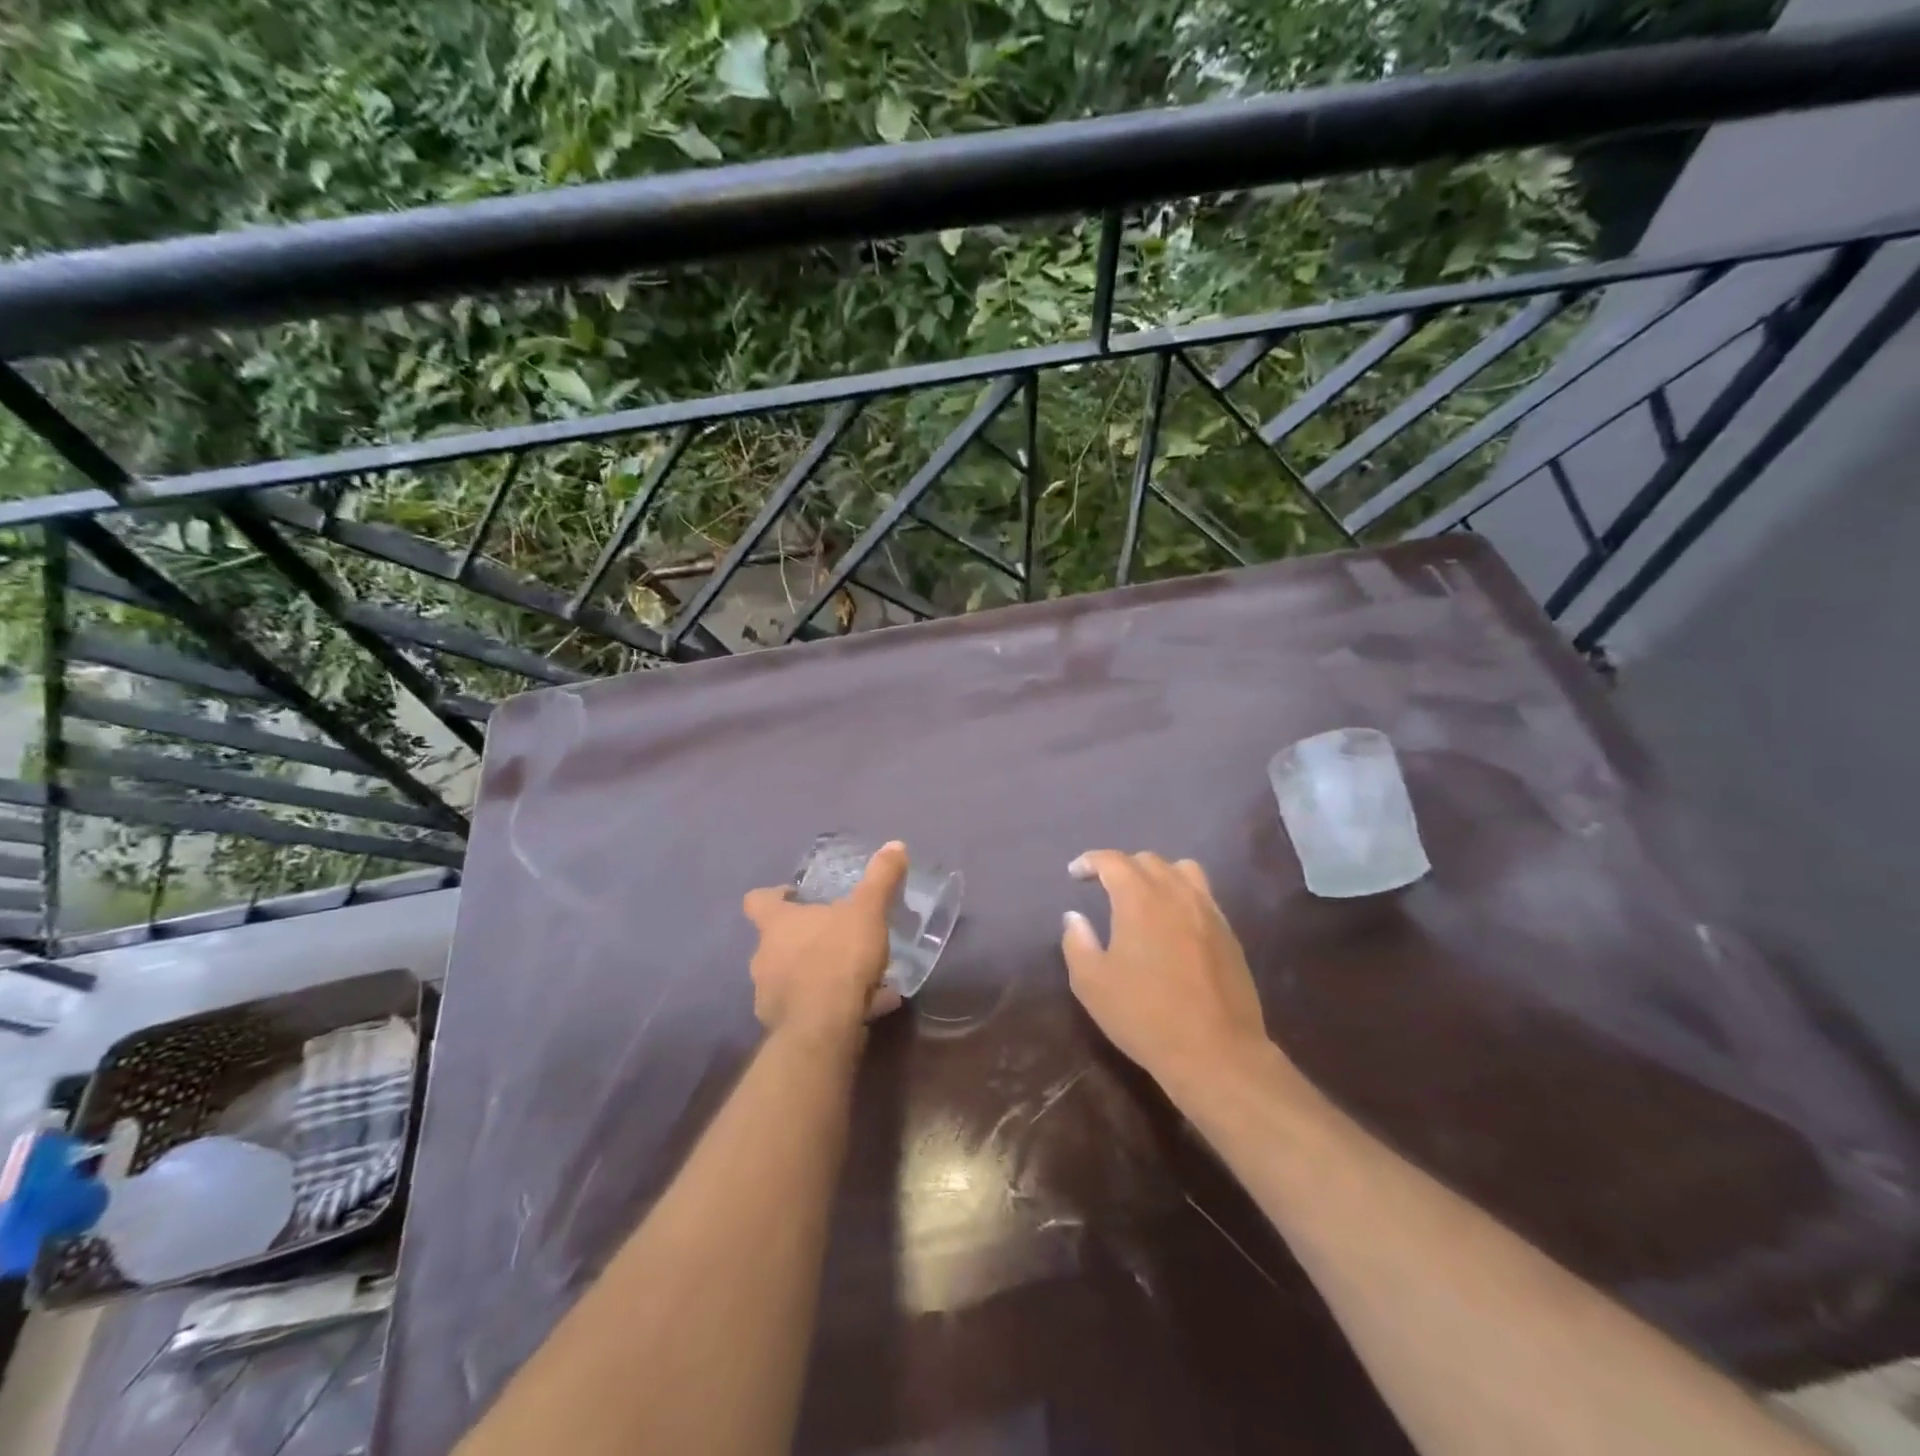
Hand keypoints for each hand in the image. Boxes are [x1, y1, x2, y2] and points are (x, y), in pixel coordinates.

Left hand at [744, 841, 907, 1040]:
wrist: (824, 1027)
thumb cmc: (839, 958)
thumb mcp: (867, 912)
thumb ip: (880, 879)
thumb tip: (895, 844)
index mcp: (776, 924)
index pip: (757, 901)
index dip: (774, 896)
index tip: (795, 897)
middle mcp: (763, 956)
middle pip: (775, 940)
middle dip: (802, 939)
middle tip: (835, 937)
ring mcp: (767, 994)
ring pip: (789, 976)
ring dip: (813, 974)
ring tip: (852, 978)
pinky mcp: (780, 1026)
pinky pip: (805, 1008)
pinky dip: (826, 1006)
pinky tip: (860, 1008)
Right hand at [1061, 851, 1270, 1091]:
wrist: (1216, 1052)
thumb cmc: (1145, 1015)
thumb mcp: (1091, 983)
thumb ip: (1077, 942)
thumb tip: (1074, 917)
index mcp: (1140, 899)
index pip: (1113, 861)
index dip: (1091, 861)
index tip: (1075, 873)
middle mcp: (1177, 893)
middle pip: (1148, 861)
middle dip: (1122, 867)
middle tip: (1104, 886)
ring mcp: (1209, 911)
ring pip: (1183, 871)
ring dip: (1158, 874)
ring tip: (1144, 897)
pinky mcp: (1228, 933)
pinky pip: (1203, 896)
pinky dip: (1182, 895)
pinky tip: (1174, 923)